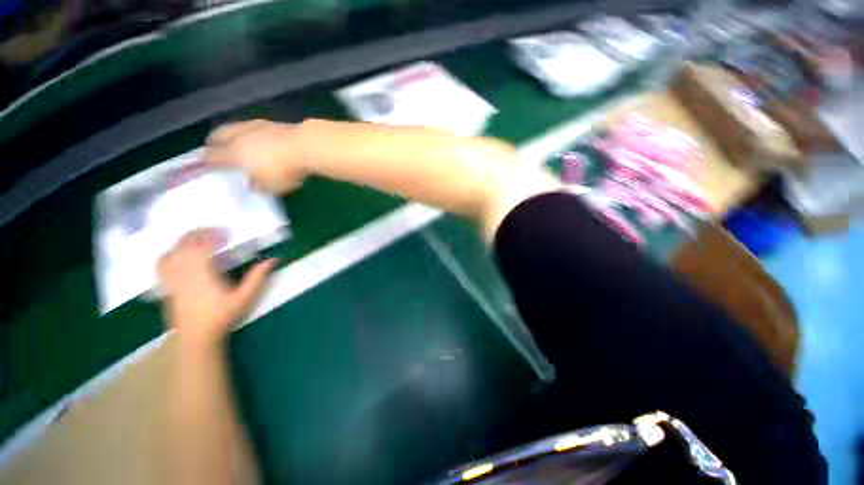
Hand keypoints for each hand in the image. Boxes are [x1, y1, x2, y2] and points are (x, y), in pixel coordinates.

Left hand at [157, 229, 275, 345]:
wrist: (197, 335)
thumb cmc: (222, 315)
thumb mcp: (244, 297)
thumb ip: (257, 277)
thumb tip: (273, 259)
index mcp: (203, 272)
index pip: (204, 245)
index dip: (214, 235)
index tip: (226, 232)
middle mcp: (184, 270)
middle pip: (186, 243)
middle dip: (199, 233)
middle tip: (214, 230)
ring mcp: (172, 277)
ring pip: (173, 249)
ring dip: (184, 239)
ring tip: (197, 236)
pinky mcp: (167, 283)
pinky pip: (162, 262)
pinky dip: (169, 252)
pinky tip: (176, 252)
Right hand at [205, 119, 307, 193]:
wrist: (307, 146)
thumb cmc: (285, 170)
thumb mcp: (271, 186)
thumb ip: (258, 186)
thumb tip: (252, 185)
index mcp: (234, 153)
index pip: (212, 157)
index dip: (206, 162)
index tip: (204, 165)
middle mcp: (240, 136)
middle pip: (219, 134)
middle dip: (214, 141)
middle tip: (214, 147)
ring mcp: (257, 126)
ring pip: (236, 127)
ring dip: (232, 134)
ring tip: (235, 140)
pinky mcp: (274, 123)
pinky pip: (255, 126)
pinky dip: (252, 132)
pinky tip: (259, 137)